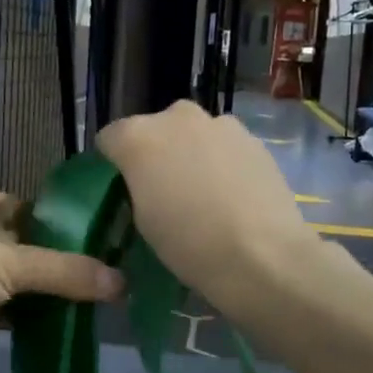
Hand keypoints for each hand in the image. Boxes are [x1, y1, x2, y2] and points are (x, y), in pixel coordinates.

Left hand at [0, 188, 124, 372]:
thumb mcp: (10, 263)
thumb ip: (65, 271)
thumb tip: (121, 282)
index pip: (36, 210)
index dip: (69, 227)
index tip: (107, 245)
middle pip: (31, 249)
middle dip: (63, 267)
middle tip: (110, 282)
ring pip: (20, 283)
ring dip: (48, 296)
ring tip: (98, 306)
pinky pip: (8, 311)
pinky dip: (31, 319)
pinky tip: (66, 327)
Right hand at [97, 100, 319, 313]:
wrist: (263, 255)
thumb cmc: (189, 245)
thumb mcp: (142, 221)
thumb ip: (138, 188)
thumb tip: (148, 182)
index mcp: (138, 138)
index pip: (110, 138)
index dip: (113, 162)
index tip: (122, 187)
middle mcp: (176, 118)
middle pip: (154, 129)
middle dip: (155, 152)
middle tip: (164, 189)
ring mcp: (219, 124)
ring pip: (192, 134)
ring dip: (190, 153)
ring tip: (203, 193)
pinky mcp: (252, 138)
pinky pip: (224, 145)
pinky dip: (221, 161)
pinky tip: (232, 194)